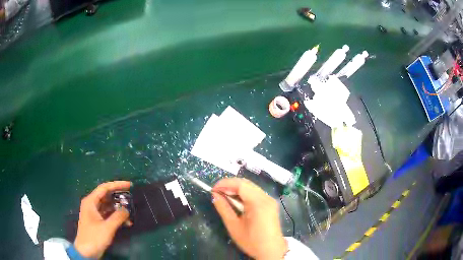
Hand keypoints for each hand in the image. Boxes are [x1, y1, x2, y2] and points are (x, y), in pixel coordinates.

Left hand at [74, 181, 131, 257]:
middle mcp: (92, 204)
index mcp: (91, 202)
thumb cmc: (94, 237)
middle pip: (106, 196)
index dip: (117, 185)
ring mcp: (94, 213)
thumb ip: (118, 217)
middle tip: (131, 197)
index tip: (129, 185)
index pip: (104, 188)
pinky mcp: (97, 221)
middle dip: (119, 197)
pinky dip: (116, 217)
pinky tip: (126, 223)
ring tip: (130, 213)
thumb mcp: (107, 227)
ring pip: (108, 206)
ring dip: (119, 209)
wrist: (86, 252)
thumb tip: (126, 209)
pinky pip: (108, 215)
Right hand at [212, 178, 286, 259]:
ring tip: (224, 196)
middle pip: (247, 184)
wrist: (271, 251)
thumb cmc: (252, 241)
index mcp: (259, 202)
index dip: (225, 183)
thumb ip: (224, 208)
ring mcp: (270, 200)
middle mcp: (266, 197)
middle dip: (230, 185)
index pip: (241, 184)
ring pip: (251, 187)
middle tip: (217, 192)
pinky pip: (256, 193)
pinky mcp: (270, 204)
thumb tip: (215, 195)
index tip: (213, 189)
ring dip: (237, 189)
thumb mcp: (234, 226)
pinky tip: (236, 201)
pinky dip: (244, 194)